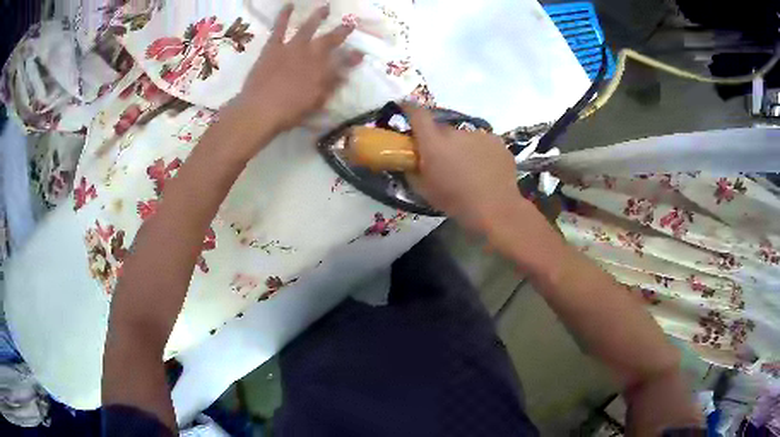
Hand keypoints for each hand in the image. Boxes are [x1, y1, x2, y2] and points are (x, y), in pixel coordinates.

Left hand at [234, 5, 363, 133]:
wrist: (260, 110)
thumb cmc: (289, 112)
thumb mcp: (315, 104)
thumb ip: (330, 88)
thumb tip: (344, 77)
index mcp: (323, 71)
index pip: (344, 61)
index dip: (354, 57)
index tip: (361, 53)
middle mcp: (311, 55)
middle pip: (330, 40)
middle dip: (342, 32)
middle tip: (350, 24)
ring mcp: (292, 48)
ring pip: (308, 28)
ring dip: (318, 17)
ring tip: (326, 8)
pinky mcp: (273, 47)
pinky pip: (279, 28)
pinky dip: (284, 16)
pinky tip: (289, 5)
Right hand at [405, 105, 526, 231]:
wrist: (496, 209)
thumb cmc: (456, 202)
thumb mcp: (425, 191)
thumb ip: (412, 170)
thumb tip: (409, 160)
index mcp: (433, 142)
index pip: (417, 114)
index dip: (409, 108)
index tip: (405, 107)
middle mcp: (455, 132)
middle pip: (442, 129)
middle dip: (439, 140)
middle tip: (443, 159)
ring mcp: (479, 135)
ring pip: (464, 137)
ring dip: (462, 147)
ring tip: (468, 168)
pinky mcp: (497, 141)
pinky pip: (482, 142)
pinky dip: (480, 151)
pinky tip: (485, 169)